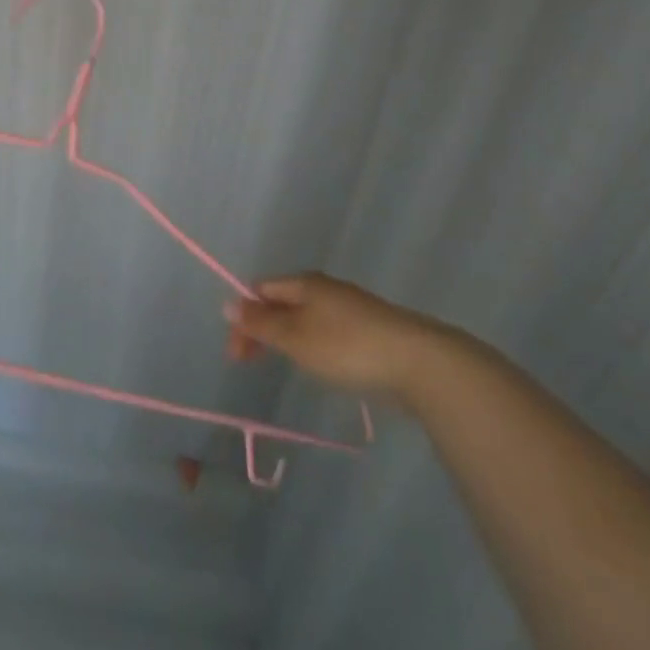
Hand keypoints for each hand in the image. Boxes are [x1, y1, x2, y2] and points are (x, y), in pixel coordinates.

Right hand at [225, 272, 448, 397]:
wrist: (420, 364)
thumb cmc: (347, 347)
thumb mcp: (295, 337)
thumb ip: (261, 323)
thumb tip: (229, 303)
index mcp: (305, 283)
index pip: (260, 290)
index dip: (243, 317)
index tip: (238, 355)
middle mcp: (326, 289)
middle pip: (281, 302)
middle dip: (262, 329)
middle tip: (251, 362)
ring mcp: (351, 309)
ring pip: (305, 318)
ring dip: (287, 338)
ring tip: (286, 364)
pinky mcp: (370, 331)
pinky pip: (327, 332)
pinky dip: (312, 345)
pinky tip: (321, 365)